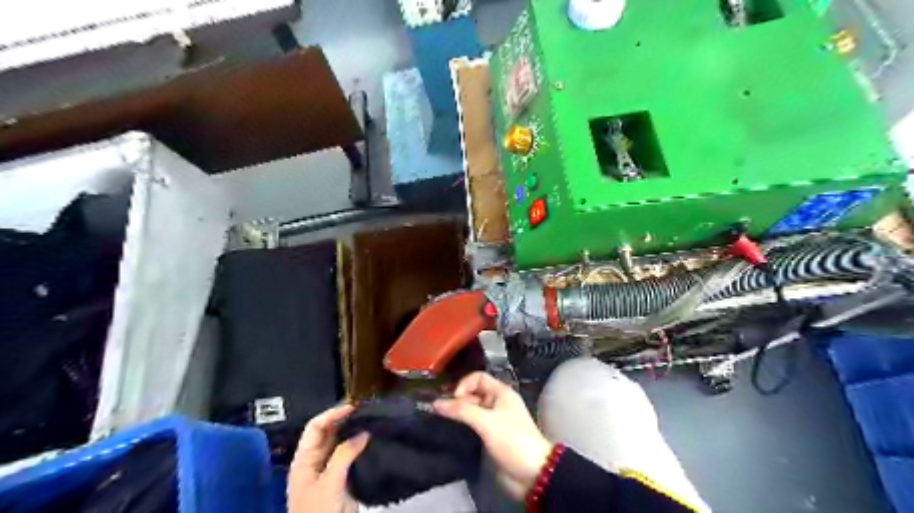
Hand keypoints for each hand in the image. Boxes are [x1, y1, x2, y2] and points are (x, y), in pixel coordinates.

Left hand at [287, 404, 368, 512]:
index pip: (315, 428)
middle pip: (328, 433)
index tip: (353, 407)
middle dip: (344, 420)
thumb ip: (344, 454)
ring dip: (353, 432)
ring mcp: (328, 471)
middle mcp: (315, 462)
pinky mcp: (342, 480)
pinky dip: (359, 446)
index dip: (331, 414)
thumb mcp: (330, 483)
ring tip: (371, 420)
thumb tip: (363, 433)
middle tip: (366, 410)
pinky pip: (350, 456)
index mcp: (303, 461)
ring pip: (340, 444)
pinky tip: (372, 439)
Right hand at [433, 371, 552, 498]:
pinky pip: (474, 426)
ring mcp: (495, 421)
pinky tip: (452, 433)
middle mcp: (497, 403)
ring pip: (472, 410)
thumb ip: (461, 411)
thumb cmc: (512, 440)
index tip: (453, 401)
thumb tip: (435, 403)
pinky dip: (463, 427)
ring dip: (458, 414)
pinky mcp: (491, 437)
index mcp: (501, 392)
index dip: (463, 385)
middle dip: (457, 401)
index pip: (477, 378)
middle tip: (441, 413)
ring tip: (442, 422)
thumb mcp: (486, 422)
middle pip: (473, 394)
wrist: (532, 473)